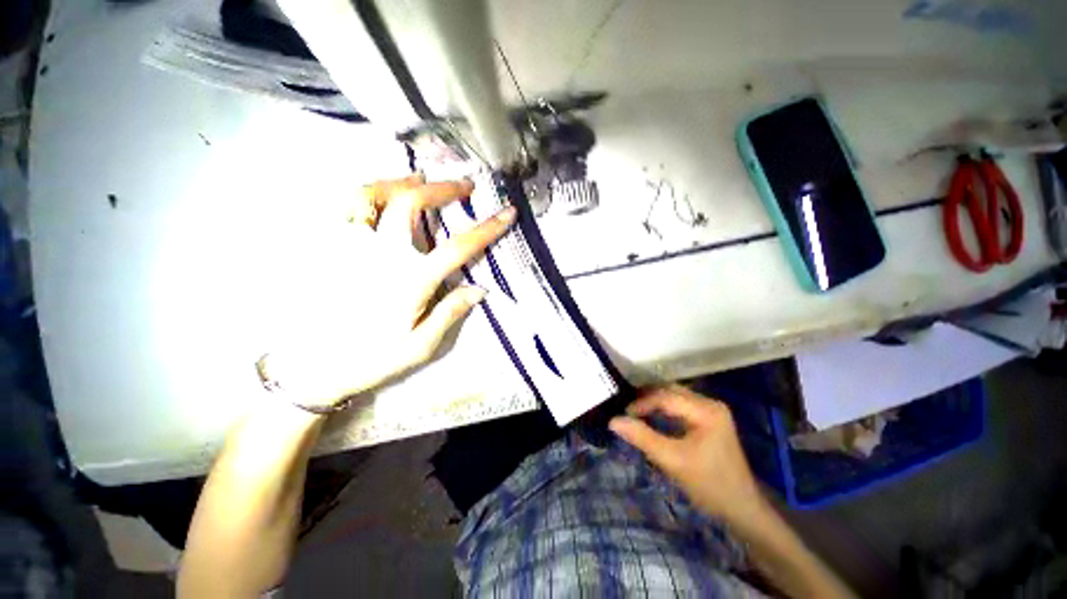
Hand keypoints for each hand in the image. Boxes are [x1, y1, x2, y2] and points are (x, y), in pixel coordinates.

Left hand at [263, 175, 514, 409]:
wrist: (317, 366)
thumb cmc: (374, 357)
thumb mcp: (422, 346)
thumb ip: (451, 312)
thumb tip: (480, 290)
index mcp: (410, 280)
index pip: (457, 247)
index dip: (487, 228)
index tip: (507, 213)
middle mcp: (380, 254)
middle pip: (412, 203)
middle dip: (443, 189)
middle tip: (463, 185)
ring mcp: (350, 247)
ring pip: (371, 195)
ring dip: (400, 181)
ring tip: (420, 179)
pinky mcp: (330, 248)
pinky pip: (343, 208)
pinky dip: (364, 193)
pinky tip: (379, 196)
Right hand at [610, 385, 765, 521]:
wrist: (742, 509)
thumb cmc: (709, 484)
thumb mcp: (672, 460)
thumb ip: (642, 438)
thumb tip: (613, 421)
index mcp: (706, 410)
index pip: (666, 396)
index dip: (641, 403)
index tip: (624, 415)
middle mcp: (710, 403)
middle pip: (670, 391)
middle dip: (646, 399)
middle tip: (627, 411)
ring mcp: (711, 410)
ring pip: (674, 396)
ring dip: (654, 402)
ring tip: (635, 412)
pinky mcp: (709, 419)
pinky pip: (680, 406)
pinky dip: (664, 409)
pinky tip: (652, 418)